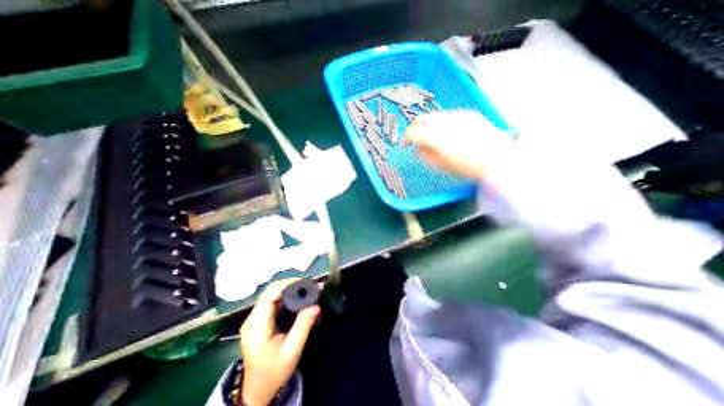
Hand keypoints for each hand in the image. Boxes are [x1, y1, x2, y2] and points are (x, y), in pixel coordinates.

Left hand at [239, 278, 317, 405]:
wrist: (257, 389)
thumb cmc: (274, 372)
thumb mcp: (291, 351)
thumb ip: (303, 327)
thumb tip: (316, 305)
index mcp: (257, 325)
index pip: (270, 295)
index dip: (287, 284)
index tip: (306, 282)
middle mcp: (253, 318)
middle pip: (271, 291)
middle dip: (291, 284)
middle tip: (310, 284)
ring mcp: (255, 318)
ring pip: (272, 293)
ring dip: (290, 288)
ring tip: (308, 288)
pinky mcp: (260, 319)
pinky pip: (273, 300)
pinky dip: (287, 295)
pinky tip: (299, 297)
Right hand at [398, 111, 510, 178]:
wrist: (497, 158)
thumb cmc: (467, 167)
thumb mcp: (441, 166)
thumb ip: (425, 156)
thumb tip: (417, 149)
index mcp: (435, 136)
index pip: (413, 132)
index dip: (405, 138)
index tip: (404, 144)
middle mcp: (443, 122)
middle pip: (421, 119)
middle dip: (415, 128)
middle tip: (415, 138)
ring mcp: (456, 115)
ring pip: (434, 116)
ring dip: (428, 125)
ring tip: (432, 136)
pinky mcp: (467, 114)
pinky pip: (448, 116)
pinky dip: (442, 123)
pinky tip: (449, 133)